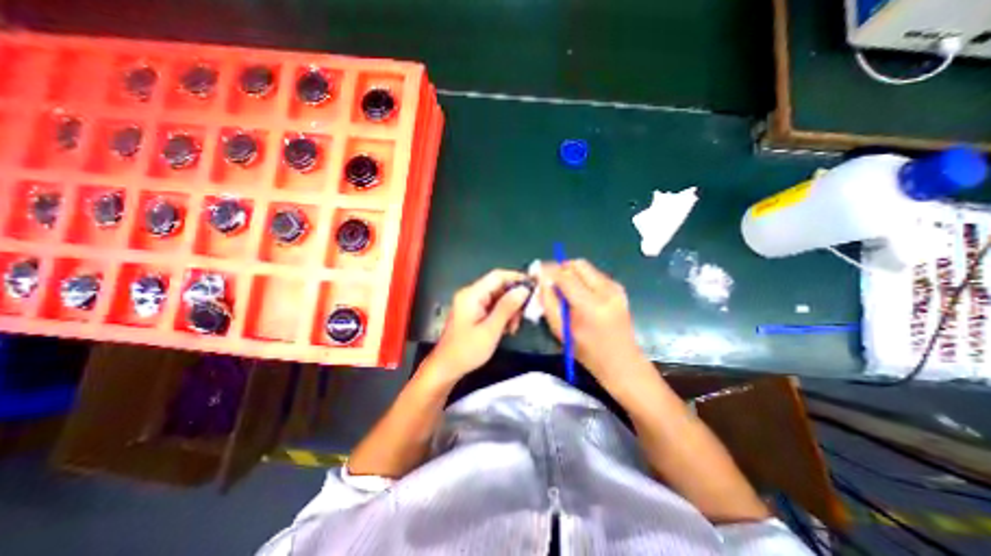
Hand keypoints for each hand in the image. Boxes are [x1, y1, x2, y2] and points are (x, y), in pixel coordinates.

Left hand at [426, 267, 534, 382]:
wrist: (447, 367)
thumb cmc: (467, 350)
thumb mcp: (490, 330)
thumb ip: (507, 308)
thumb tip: (524, 290)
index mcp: (471, 295)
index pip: (497, 276)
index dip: (516, 278)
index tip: (534, 287)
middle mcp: (471, 294)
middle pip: (499, 286)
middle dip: (514, 299)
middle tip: (524, 315)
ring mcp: (472, 303)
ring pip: (498, 297)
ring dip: (509, 309)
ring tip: (513, 326)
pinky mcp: (474, 311)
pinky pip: (493, 306)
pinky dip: (502, 315)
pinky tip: (507, 328)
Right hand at [539, 260, 646, 390]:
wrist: (622, 362)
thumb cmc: (587, 351)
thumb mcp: (560, 329)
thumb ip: (548, 301)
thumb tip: (542, 280)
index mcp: (590, 305)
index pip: (564, 276)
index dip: (548, 270)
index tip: (536, 271)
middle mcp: (606, 291)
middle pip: (577, 264)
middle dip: (560, 268)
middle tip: (551, 281)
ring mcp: (615, 288)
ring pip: (586, 267)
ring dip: (571, 273)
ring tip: (564, 289)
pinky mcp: (619, 288)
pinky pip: (594, 274)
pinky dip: (582, 278)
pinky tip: (579, 294)